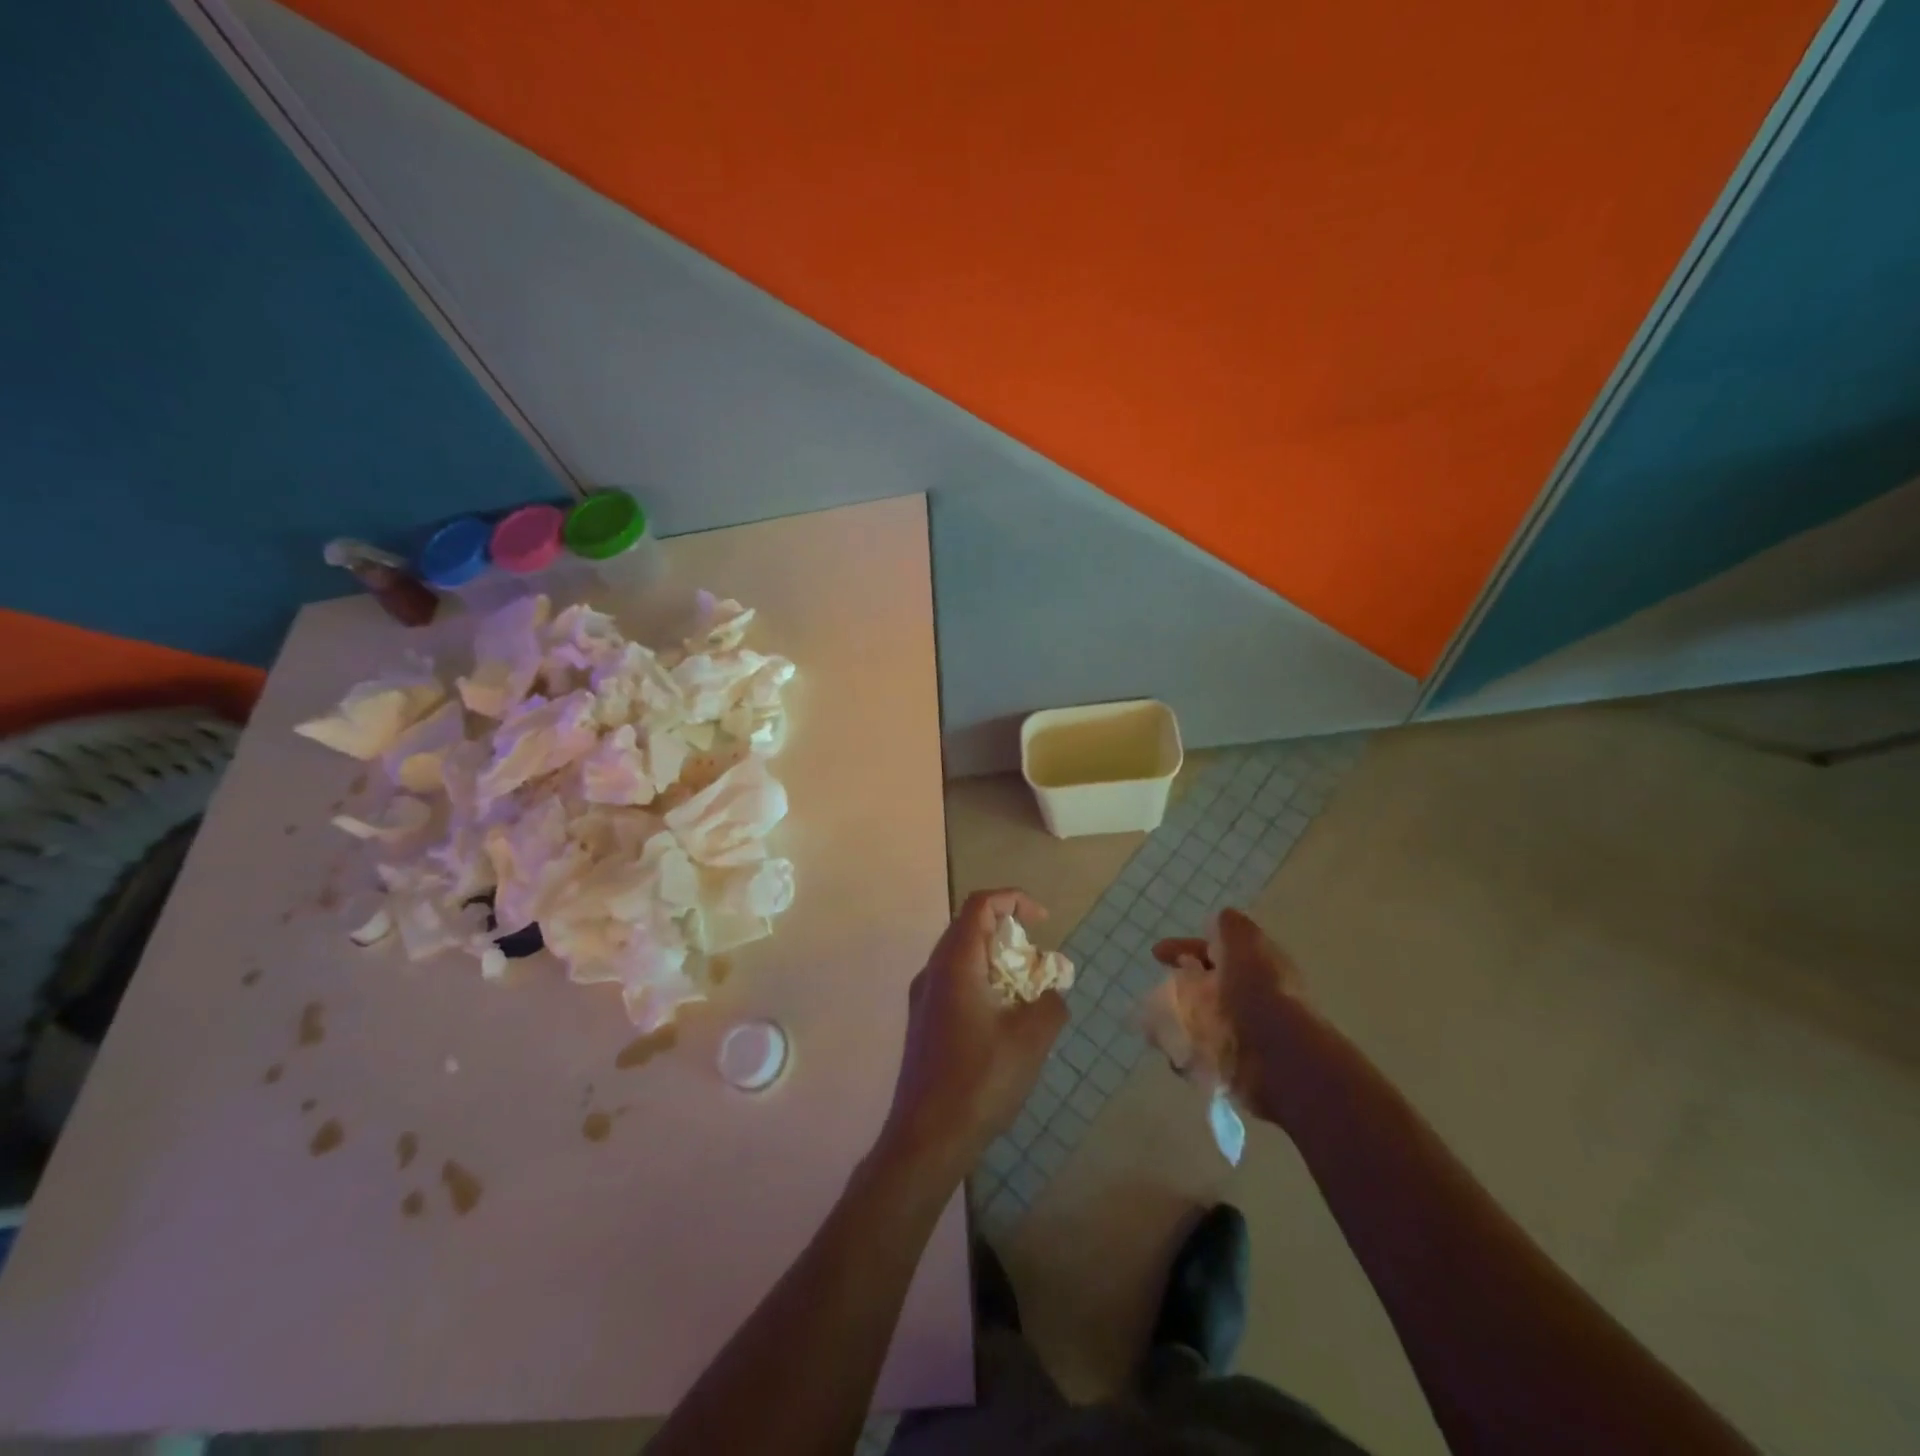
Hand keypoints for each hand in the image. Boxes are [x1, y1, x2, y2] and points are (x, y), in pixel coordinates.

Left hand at [876, 889, 1068, 1184]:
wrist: (926, 1138)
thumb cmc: (979, 1081)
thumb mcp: (1030, 1041)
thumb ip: (1051, 1005)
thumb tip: (1053, 993)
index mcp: (955, 963)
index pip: (980, 904)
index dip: (1014, 899)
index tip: (1044, 920)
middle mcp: (933, 971)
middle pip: (969, 927)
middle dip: (1008, 933)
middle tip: (1038, 963)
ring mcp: (923, 997)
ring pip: (962, 956)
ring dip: (996, 961)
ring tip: (1026, 993)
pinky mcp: (923, 1022)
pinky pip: (955, 982)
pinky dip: (983, 983)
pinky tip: (1003, 1021)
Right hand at [1153, 907, 1310, 1116]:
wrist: (1280, 1060)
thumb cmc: (1258, 994)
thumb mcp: (1245, 943)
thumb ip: (1230, 927)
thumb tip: (1217, 921)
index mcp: (1256, 967)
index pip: (1217, 951)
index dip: (1186, 947)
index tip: (1156, 953)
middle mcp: (1251, 999)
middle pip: (1207, 985)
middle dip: (1181, 985)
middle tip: (1156, 993)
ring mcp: (1242, 1035)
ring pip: (1199, 1019)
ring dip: (1177, 1018)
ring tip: (1158, 1025)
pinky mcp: (1234, 1068)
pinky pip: (1198, 1054)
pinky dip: (1182, 1050)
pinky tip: (1173, 1050)